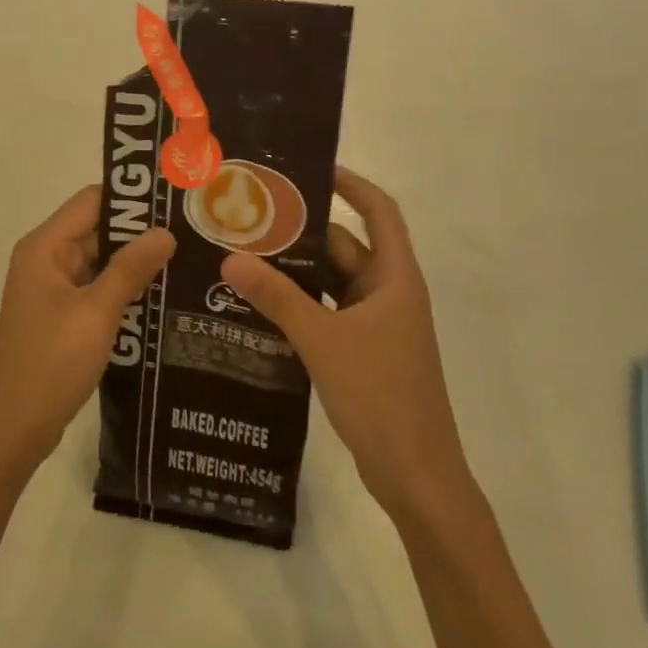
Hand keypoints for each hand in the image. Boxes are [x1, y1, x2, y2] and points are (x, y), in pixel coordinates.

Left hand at [0, 186, 174, 481]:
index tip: (174, 199)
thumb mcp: (96, 313)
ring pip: (101, 260)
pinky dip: (124, 288)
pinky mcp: (62, 315)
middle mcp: (46, 258)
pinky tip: (163, 295)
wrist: (12, 429)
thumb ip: (130, 268)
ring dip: (136, 262)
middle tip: (192, 231)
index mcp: (45, 246)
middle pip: (98, 228)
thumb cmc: (50, 363)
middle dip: (140, 231)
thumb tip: (165, 231)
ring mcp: (53, 288)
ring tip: (188, 259)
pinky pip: (97, 288)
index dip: (132, 197)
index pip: (92, 201)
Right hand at [220, 166, 468, 520]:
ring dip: (297, 270)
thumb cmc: (381, 396)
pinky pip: (327, 311)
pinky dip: (300, 303)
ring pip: (332, 282)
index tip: (309, 170)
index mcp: (395, 279)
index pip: (379, 212)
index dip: (350, 185)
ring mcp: (377, 325)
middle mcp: (388, 293)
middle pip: (345, 246)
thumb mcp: (323, 340)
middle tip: (253, 217)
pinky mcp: (363, 351)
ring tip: (245, 254)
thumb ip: (277, 298)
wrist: (416, 477)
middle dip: (303, 232)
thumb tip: (230, 258)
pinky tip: (260, 303)